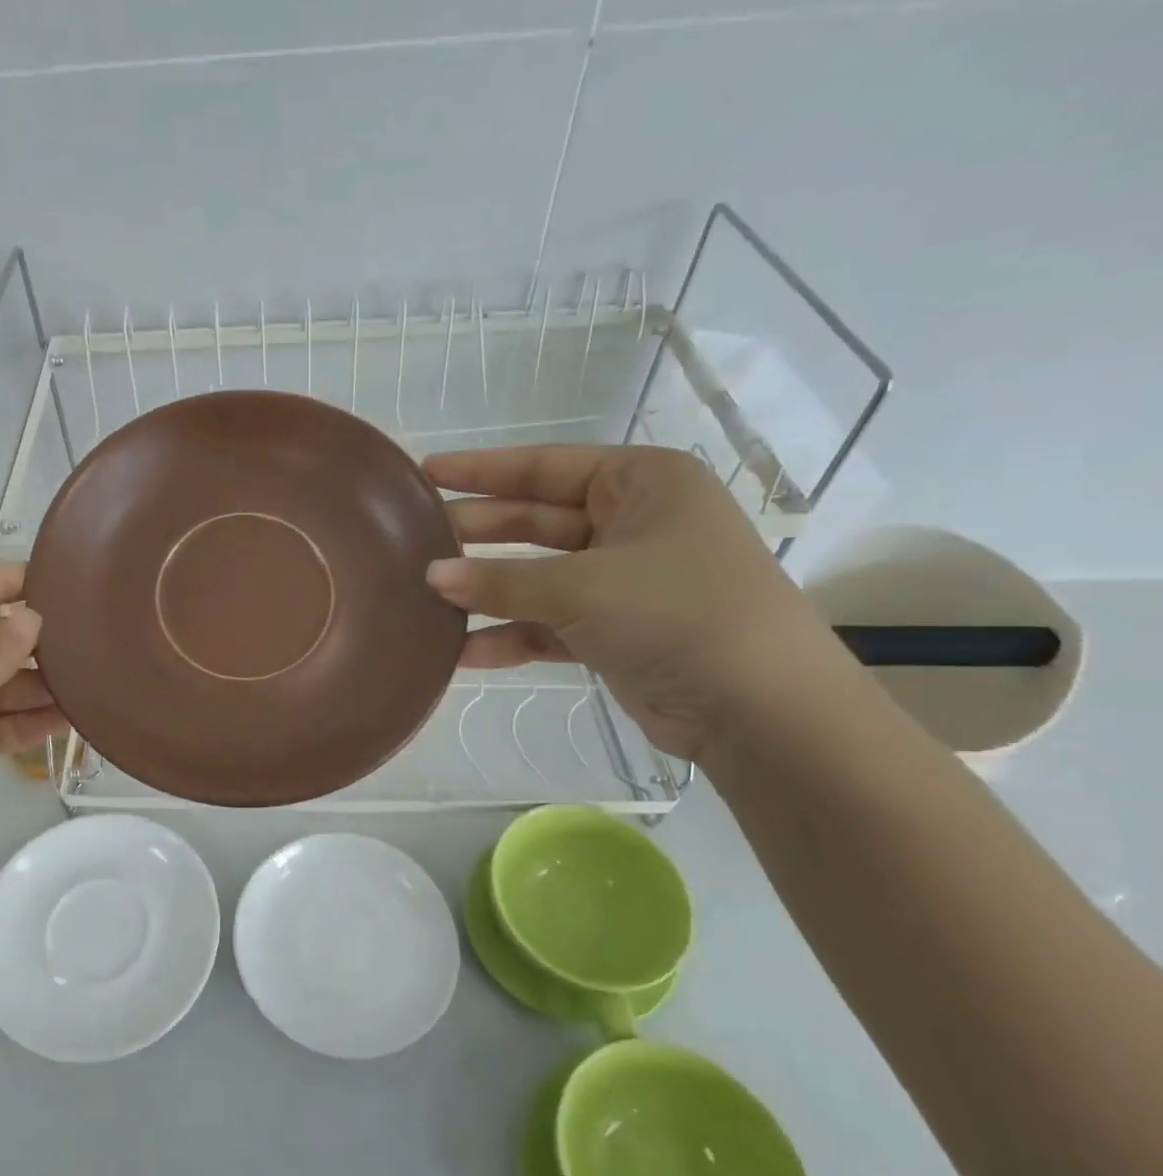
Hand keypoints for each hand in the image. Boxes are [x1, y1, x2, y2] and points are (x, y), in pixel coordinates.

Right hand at [423, 445, 851, 759]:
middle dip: (478, 532)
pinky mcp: (615, 631)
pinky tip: (462, 652)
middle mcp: (633, 523)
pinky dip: (511, 637)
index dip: (481, 471)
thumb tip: (431, 576)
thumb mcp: (581, 587)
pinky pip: (549, 624)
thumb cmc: (677, 613)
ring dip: (488, 590)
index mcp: (641, 483)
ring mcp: (624, 580)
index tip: (425, 473)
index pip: (545, 466)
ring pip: (538, 576)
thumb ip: (501, 581)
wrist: (759, 709)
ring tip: (426, 596)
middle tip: (415, 538)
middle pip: (536, 520)